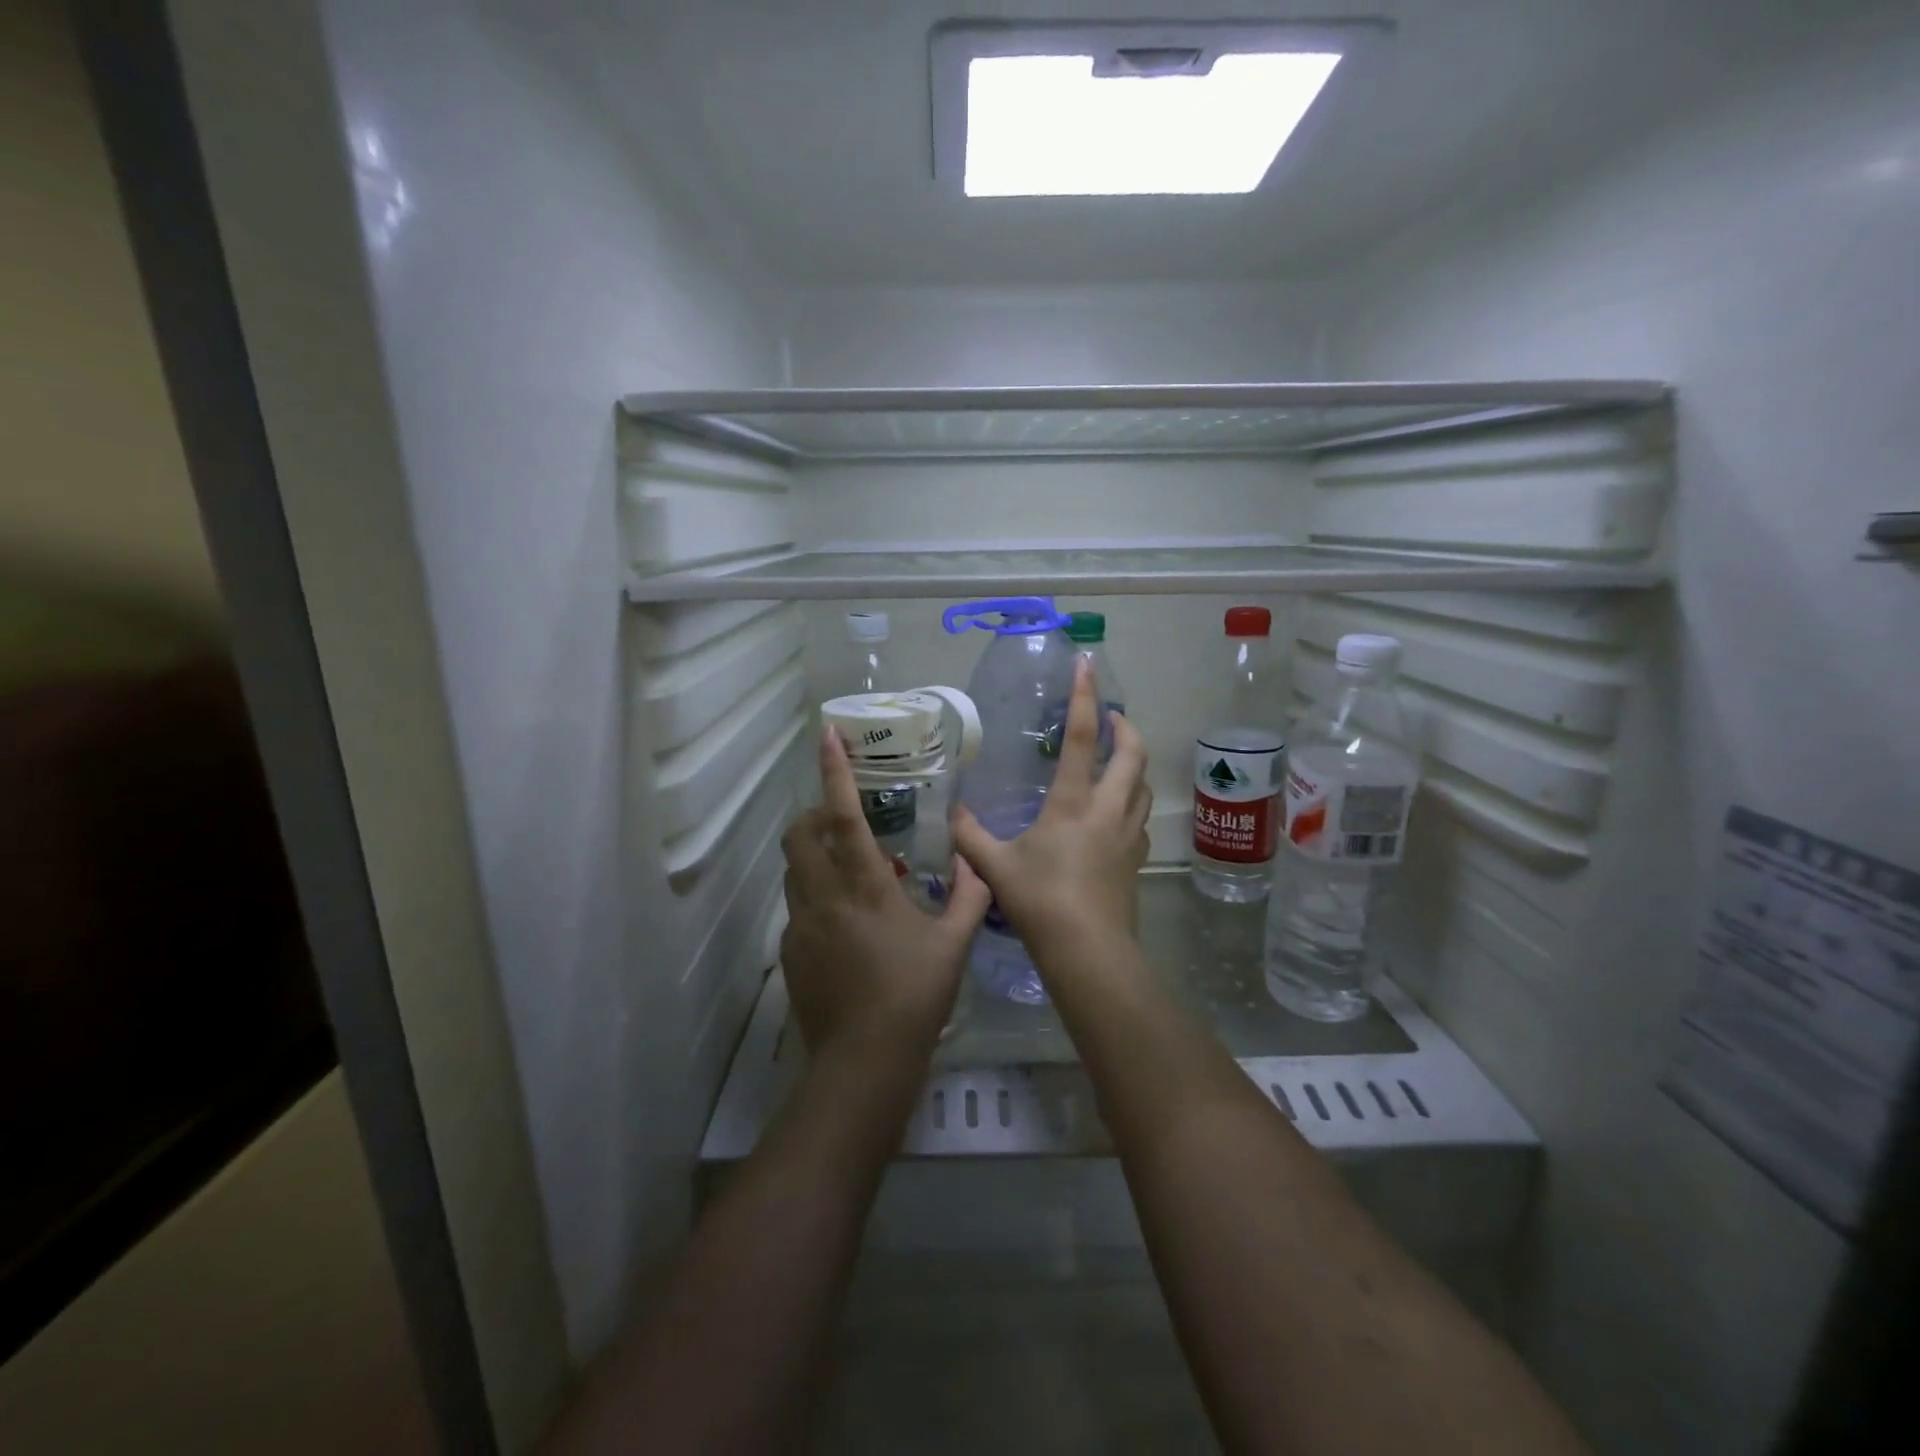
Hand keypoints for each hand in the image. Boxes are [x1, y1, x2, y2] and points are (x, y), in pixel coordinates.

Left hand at [780, 724, 991, 1066]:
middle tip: (844, 819)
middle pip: (799, 836)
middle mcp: (823, 897)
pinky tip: (846, 924)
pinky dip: (815, 896)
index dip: (833, 772)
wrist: (863, 1063)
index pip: (842, 815)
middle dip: (814, 814)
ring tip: (851, 871)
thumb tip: (975, 863)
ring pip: (794, 871)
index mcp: (864, 886)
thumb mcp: (953, 943)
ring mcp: (800, 927)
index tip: (825, 735)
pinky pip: (798, 908)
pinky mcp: (790, 954)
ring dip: (814, 856)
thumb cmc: (914, 995)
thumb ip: (968, 896)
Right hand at [953, 659, 1151, 963]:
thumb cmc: (1040, 901)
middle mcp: (1108, 809)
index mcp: (1073, 802)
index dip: (1084, 697)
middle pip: (1132, 754)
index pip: (1082, 736)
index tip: (1087, 665)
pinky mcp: (1136, 860)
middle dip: (1126, 727)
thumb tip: (953, 814)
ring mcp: (1128, 835)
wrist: (1088, 951)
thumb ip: (970, 836)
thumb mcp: (995, 866)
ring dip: (1134, 764)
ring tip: (1118, 760)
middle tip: (1112, 716)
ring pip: (1143, 786)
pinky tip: (1116, 815)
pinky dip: (1132, 802)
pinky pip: (1140, 818)